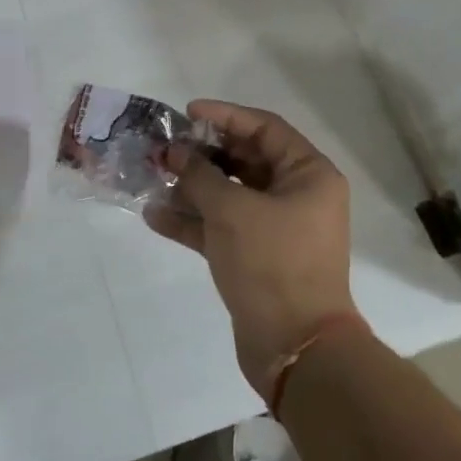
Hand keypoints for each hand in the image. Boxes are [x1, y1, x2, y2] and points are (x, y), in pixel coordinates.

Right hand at [143, 99, 356, 394]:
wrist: (295, 348)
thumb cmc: (272, 263)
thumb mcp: (232, 210)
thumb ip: (200, 174)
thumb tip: (175, 152)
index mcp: (308, 175)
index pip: (264, 128)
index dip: (225, 116)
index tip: (187, 112)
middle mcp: (297, 196)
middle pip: (245, 160)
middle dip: (202, 154)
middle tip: (164, 149)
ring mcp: (277, 229)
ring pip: (230, 195)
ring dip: (192, 188)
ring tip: (151, 178)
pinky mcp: (256, 257)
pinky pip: (222, 228)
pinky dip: (193, 222)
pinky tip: (154, 216)